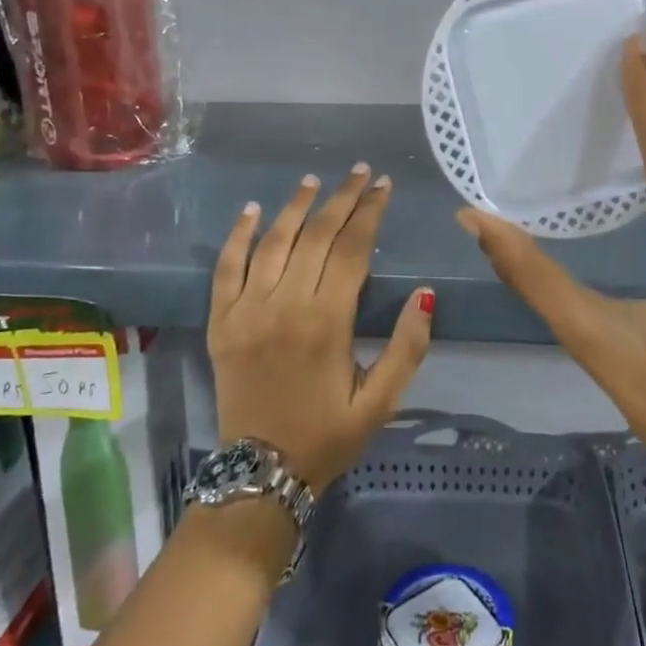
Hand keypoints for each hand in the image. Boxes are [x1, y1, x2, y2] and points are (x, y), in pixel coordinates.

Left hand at [209, 164, 434, 493]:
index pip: (352, 249)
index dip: (370, 213)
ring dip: (295, 206)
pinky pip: (226, 268)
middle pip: (316, 236)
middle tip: (360, 172)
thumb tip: (425, 293)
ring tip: (314, 180)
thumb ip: (407, 347)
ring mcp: (247, 310)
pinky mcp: (220, 321)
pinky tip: (253, 210)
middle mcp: (284, 305)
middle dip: (342, 199)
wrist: (260, 473)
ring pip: (273, 243)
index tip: (384, 186)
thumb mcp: (381, 402)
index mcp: (327, 322)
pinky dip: (239, 235)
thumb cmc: (327, 436)